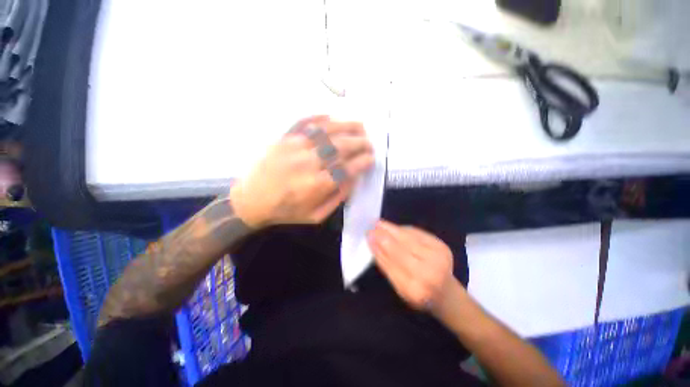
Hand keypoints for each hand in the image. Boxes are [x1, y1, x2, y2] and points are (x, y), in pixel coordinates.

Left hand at [231, 115, 373, 227]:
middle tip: (369, 143)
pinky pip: (305, 122)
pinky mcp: (283, 138)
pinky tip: (333, 117)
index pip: (348, 168)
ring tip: (360, 125)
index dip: (363, 161)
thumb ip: (337, 198)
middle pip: (341, 147)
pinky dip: (321, 117)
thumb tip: (354, 178)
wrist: (250, 201)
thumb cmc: (286, 211)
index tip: (372, 158)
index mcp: (317, 185)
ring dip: (347, 126)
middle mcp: (308, 163)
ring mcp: (295, 147)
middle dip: (360, 143)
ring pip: (327, 131)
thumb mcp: (315, 215)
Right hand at [368, 220, 455, 311]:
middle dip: (384, 237)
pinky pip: (418, 234)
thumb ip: (387, 266)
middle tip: (372, 228)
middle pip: (400, 250)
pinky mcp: (442, 246)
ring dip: (392, 230)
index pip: (391, 265)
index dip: (379, 249)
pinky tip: (394, 227)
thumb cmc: (419, 293)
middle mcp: (429, 274)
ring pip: (409, 239)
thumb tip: (374, 243)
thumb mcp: (400, 288)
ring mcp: (438, 258)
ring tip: (380, 223)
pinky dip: (404, 229)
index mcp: (415, 291)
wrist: (446, 292)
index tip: (369, 237)